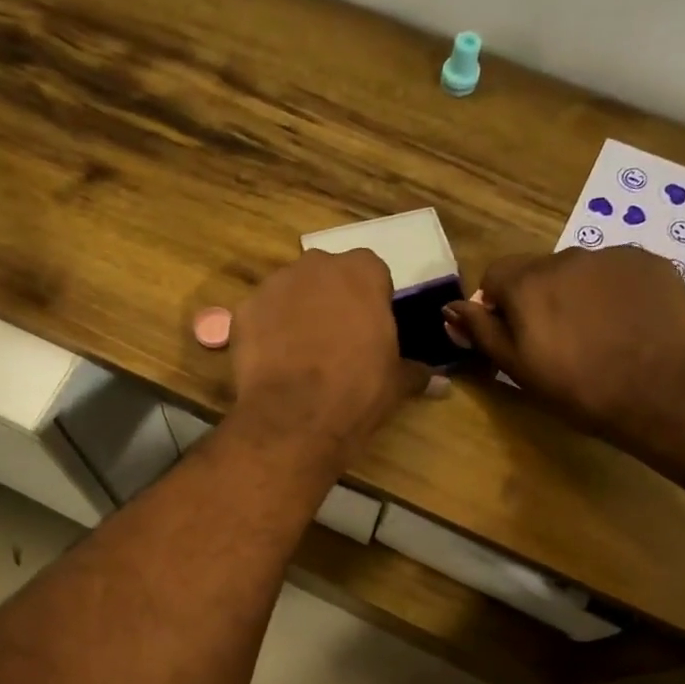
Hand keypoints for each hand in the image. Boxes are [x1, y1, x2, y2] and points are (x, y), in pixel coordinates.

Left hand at [230, 249, 428, 465]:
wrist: (295, 418)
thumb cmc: (357, 392)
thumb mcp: (395, 383)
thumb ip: (416, 373)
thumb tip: (441, 384)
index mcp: (362, 272)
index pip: (372, 272)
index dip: (371, 300)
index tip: (370, 329)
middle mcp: (317, 265)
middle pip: (326, 276)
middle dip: (330, 300)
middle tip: (335, 341)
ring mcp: (275, 284)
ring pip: (290, 292)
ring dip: (296, 312)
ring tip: (300, 354)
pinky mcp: (243, 309)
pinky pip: (260, 314)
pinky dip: (266, 331)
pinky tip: (272, 362)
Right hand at [444, 246, 684, 438]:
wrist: (665, 391)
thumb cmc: (580, 388)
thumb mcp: (519, 368)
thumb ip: (482, 332)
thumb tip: (449, 308)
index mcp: (528, 282)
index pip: (495, 275)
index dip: (498, 305)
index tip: (514, 337)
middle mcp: (568, 256)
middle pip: (539, 271)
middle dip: (540, 298)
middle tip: (558, 342)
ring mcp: (614, 255)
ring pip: (581, 271)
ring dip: (579, 294)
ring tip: (599, 335)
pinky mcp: (653, 263)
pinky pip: (619, 272)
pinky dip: (616, 293)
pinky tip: (630, 326)